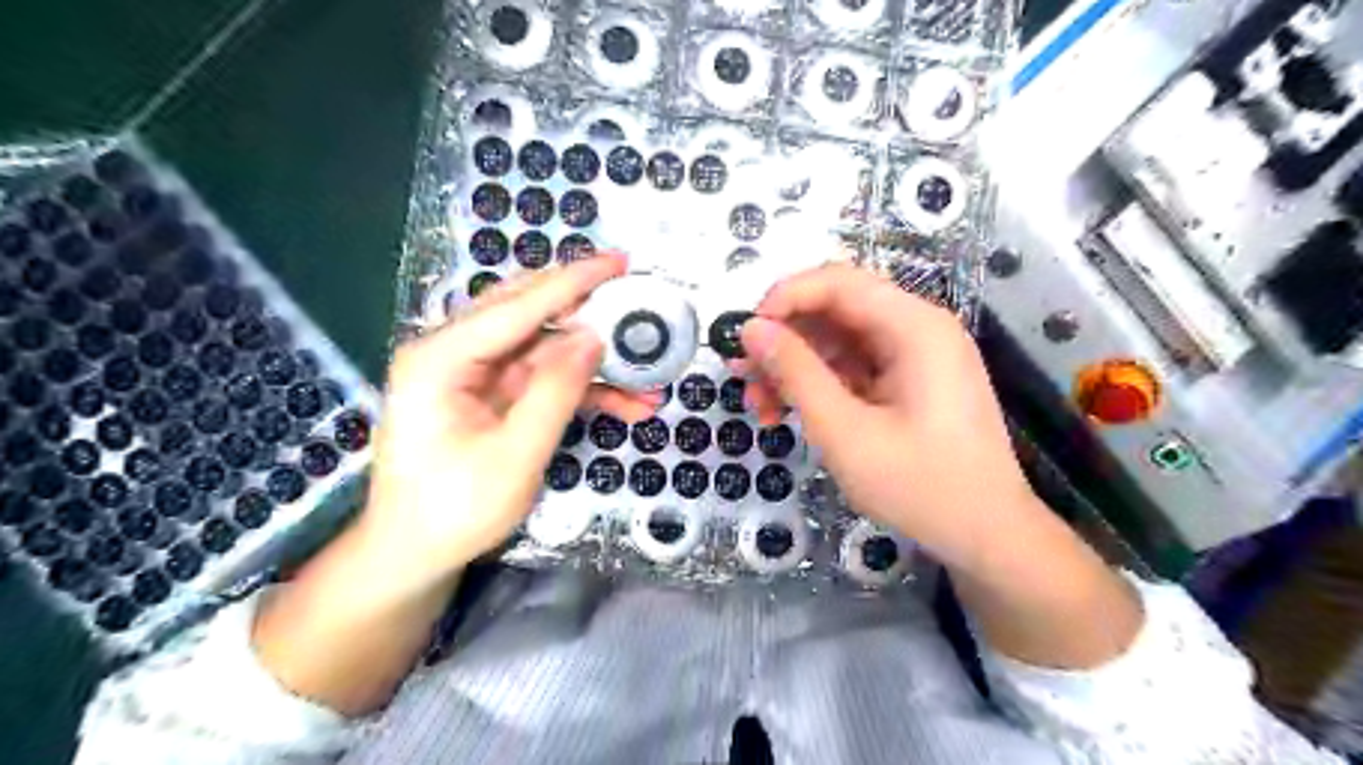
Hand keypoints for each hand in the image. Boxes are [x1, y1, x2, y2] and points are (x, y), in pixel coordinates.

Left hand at [363, 250, 660, 577]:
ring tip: (648, 375)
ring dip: (596, 363)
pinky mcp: (492, 396)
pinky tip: (627, 404)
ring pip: (546, 349)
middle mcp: (455, 353)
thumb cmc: (453, 510)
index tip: (620, 261)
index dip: (574, 281)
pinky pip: (544, 379)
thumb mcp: (513, 455)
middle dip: (588, 310)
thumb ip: (555, 391)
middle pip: (530, 314)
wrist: (413, 556)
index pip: (519, 305)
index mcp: (442, 357)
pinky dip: (584, 389)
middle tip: (636, 299)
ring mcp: (475, 374)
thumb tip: (593, 337)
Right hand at [741, 264, 1039, 562]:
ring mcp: (916, 356)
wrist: (987, 535)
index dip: (783, 299)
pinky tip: (788, 411)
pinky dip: (819, 384)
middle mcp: (918, 328)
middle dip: (784, 339)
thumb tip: (751, 329)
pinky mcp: (910, 381)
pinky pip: (854, 367)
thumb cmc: (921, 487)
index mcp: (915, 327)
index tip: (745, 337)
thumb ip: (795, 373)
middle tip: (742, 376)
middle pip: (836, 309)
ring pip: (839, 340)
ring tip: (757, 404)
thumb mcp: (845, 431)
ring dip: (795, 366)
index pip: (837, 282)